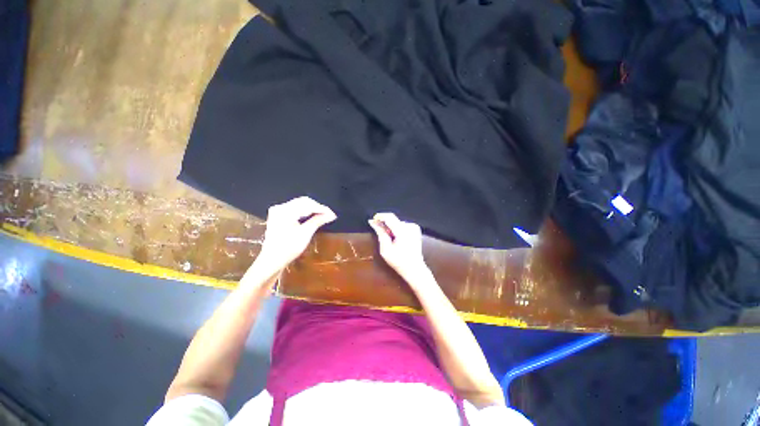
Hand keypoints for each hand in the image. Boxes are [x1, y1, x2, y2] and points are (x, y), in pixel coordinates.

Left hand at [256, 196, 336, 272]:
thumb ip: (318, 220)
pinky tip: (312, 216)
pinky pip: (294, 209)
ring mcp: (278, 211)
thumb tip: (331, 214)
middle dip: (317, 208)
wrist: (272, 260)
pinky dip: (304, 212)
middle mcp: (280, 207)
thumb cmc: (289, 248)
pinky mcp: (278, 215)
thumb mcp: (305, 234)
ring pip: (299, 204)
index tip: (332, 214)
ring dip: (312, 209)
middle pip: (303, 202)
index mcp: (285, 211)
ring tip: (323, 216)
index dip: (322, 209)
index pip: (308, 204)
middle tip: (329, 215)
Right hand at [368, 213, 428, 281]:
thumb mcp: (385, 249)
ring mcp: (414, 227)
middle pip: (393, 219)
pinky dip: (397, 229)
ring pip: (397, 222)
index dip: (379, 216)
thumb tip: (373, 222)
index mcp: (403, 231)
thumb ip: (380, 233)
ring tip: (390, 240)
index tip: (372, 220)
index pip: (389, 217)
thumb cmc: (399, 261)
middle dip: (385, 224)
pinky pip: (402, 225)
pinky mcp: (416, 229)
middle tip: (380, 234)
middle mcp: (410, 226)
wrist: (415, 269)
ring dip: (391, 228)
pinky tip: (397, 239)